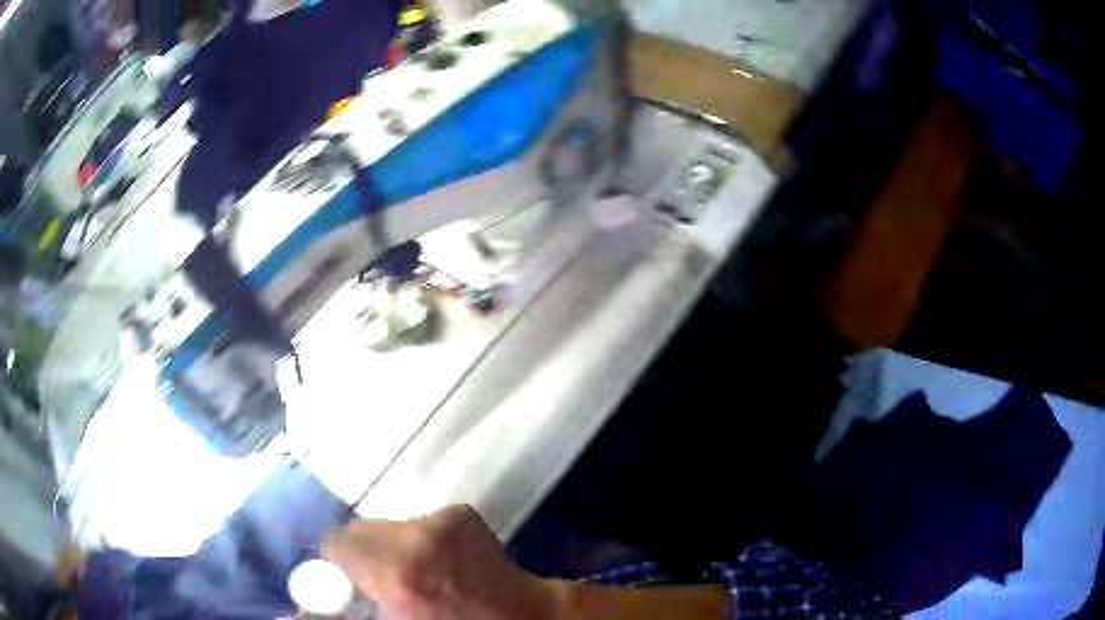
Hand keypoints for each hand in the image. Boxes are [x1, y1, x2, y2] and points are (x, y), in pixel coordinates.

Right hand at [323, 505, 561, 619]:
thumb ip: (349, 612)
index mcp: (396, 574)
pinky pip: (416, 519)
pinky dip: (417, 537)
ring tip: (415, 570)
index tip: (348, 579)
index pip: (334, 542)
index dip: (336, 563)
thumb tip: (298, 610)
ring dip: (389, 543)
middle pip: (358, 528)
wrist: (522, 616)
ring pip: (387, 523)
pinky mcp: (460, 511)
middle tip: (381, 578)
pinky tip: (439, 560)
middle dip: (362, 552)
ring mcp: (441, 520)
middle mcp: (415, 537)